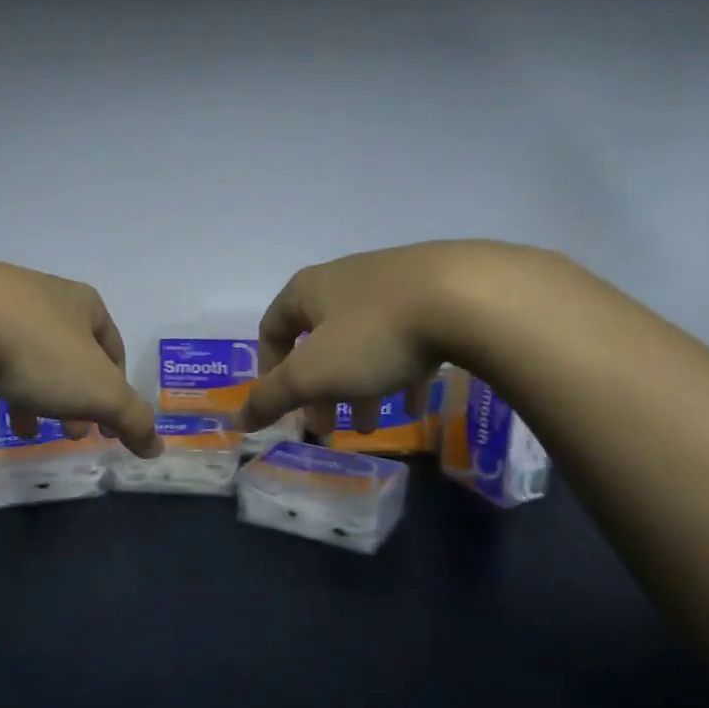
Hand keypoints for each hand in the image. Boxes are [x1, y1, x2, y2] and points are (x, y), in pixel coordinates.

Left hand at [0, 260, 161, 456]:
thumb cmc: (37, 352)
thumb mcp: (98, 391)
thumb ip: (132, 419)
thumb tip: (157, 446)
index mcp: (83, 306)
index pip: (113, 350)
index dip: (115, 392)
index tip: (106, 429)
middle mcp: (42, 296)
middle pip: (66, 355)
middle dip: (71, 398)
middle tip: (69, 433)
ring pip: (20, 356)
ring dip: (27, 395)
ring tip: (20, 431)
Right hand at [236, 241, 500, 435]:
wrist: (470, 297)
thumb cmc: (375, 335)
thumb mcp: (313, 374)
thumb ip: (271, 397)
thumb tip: (238, 419)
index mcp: (310, 290)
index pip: (273, 328)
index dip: (268, 369)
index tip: (283, 406)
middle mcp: (347, 280)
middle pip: (321, 341)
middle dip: (320, 390)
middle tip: (328, 427)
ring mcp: (394, 284)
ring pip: (365, 344)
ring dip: (361, 387)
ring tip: (374, 426)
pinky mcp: (438, 294)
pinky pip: (408, 340)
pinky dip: (402, 373)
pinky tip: (415, 405)